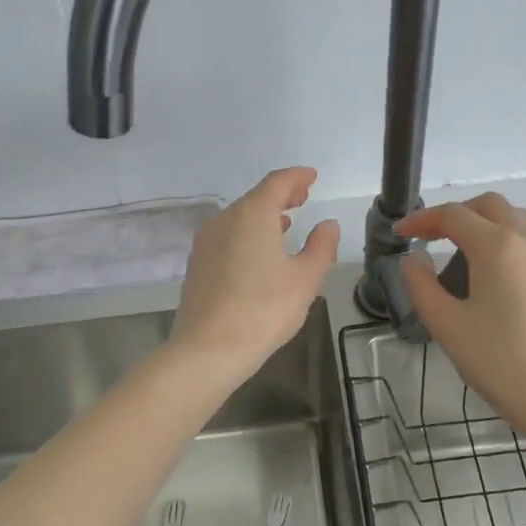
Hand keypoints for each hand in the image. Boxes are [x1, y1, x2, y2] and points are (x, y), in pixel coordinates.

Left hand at [171, 167, 339, 377]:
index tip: (311, 176)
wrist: (208, 349)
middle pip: (255, 198)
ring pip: (238, 219)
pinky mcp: (197, 266)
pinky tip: (258, 253)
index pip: (277, 183)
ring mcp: (206, 243)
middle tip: (302, 197)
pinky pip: (227, 238)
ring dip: (263, 217)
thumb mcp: (305, 279)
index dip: (297, 177)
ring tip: (285, 224)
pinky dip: (246, 235)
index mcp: (252, 215)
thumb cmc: (263, 310)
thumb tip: (327, 225)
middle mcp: (224, 220)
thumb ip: (321, 247)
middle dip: (280, 195)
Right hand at [397, 195, 525, 451]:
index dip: (421, 220)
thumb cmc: (502, 364)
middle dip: (458, 216)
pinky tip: (503, 281)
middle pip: (491, 207)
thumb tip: (413, 259)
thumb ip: (422, 286)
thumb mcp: (448, 327)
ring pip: (519, 222)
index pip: (453, 215)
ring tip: (468, 262)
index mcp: (498, 247)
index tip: (401, 234)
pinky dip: (513, 246)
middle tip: (435, 240)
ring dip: (489, 228)